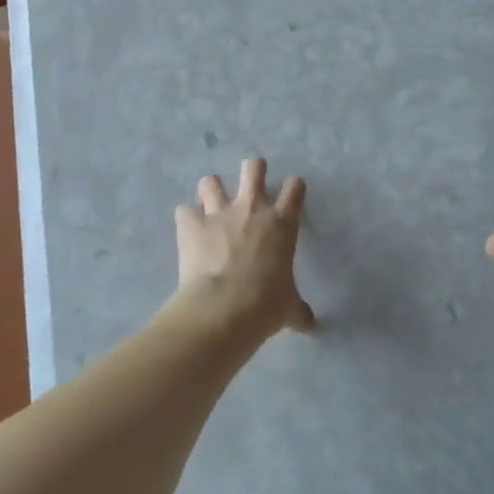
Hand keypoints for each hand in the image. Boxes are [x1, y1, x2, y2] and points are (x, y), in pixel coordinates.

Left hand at [174, 156, 315, 338]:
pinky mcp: (192, 224)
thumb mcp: (288, 308)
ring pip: (211, 181)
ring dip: (211, 190)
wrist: (224, 309)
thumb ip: (298, 310)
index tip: (291, 193)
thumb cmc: (265, 306)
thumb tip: (310, 325)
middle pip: (253, 168)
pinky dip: (186, 219)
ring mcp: (219, 212)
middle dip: (252, 169)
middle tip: (250, 182)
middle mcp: (252, 208)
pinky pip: (184, 211)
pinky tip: (187, 230)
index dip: (293, 187)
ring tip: (210, 203)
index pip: (294, 189)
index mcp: (282, 223)